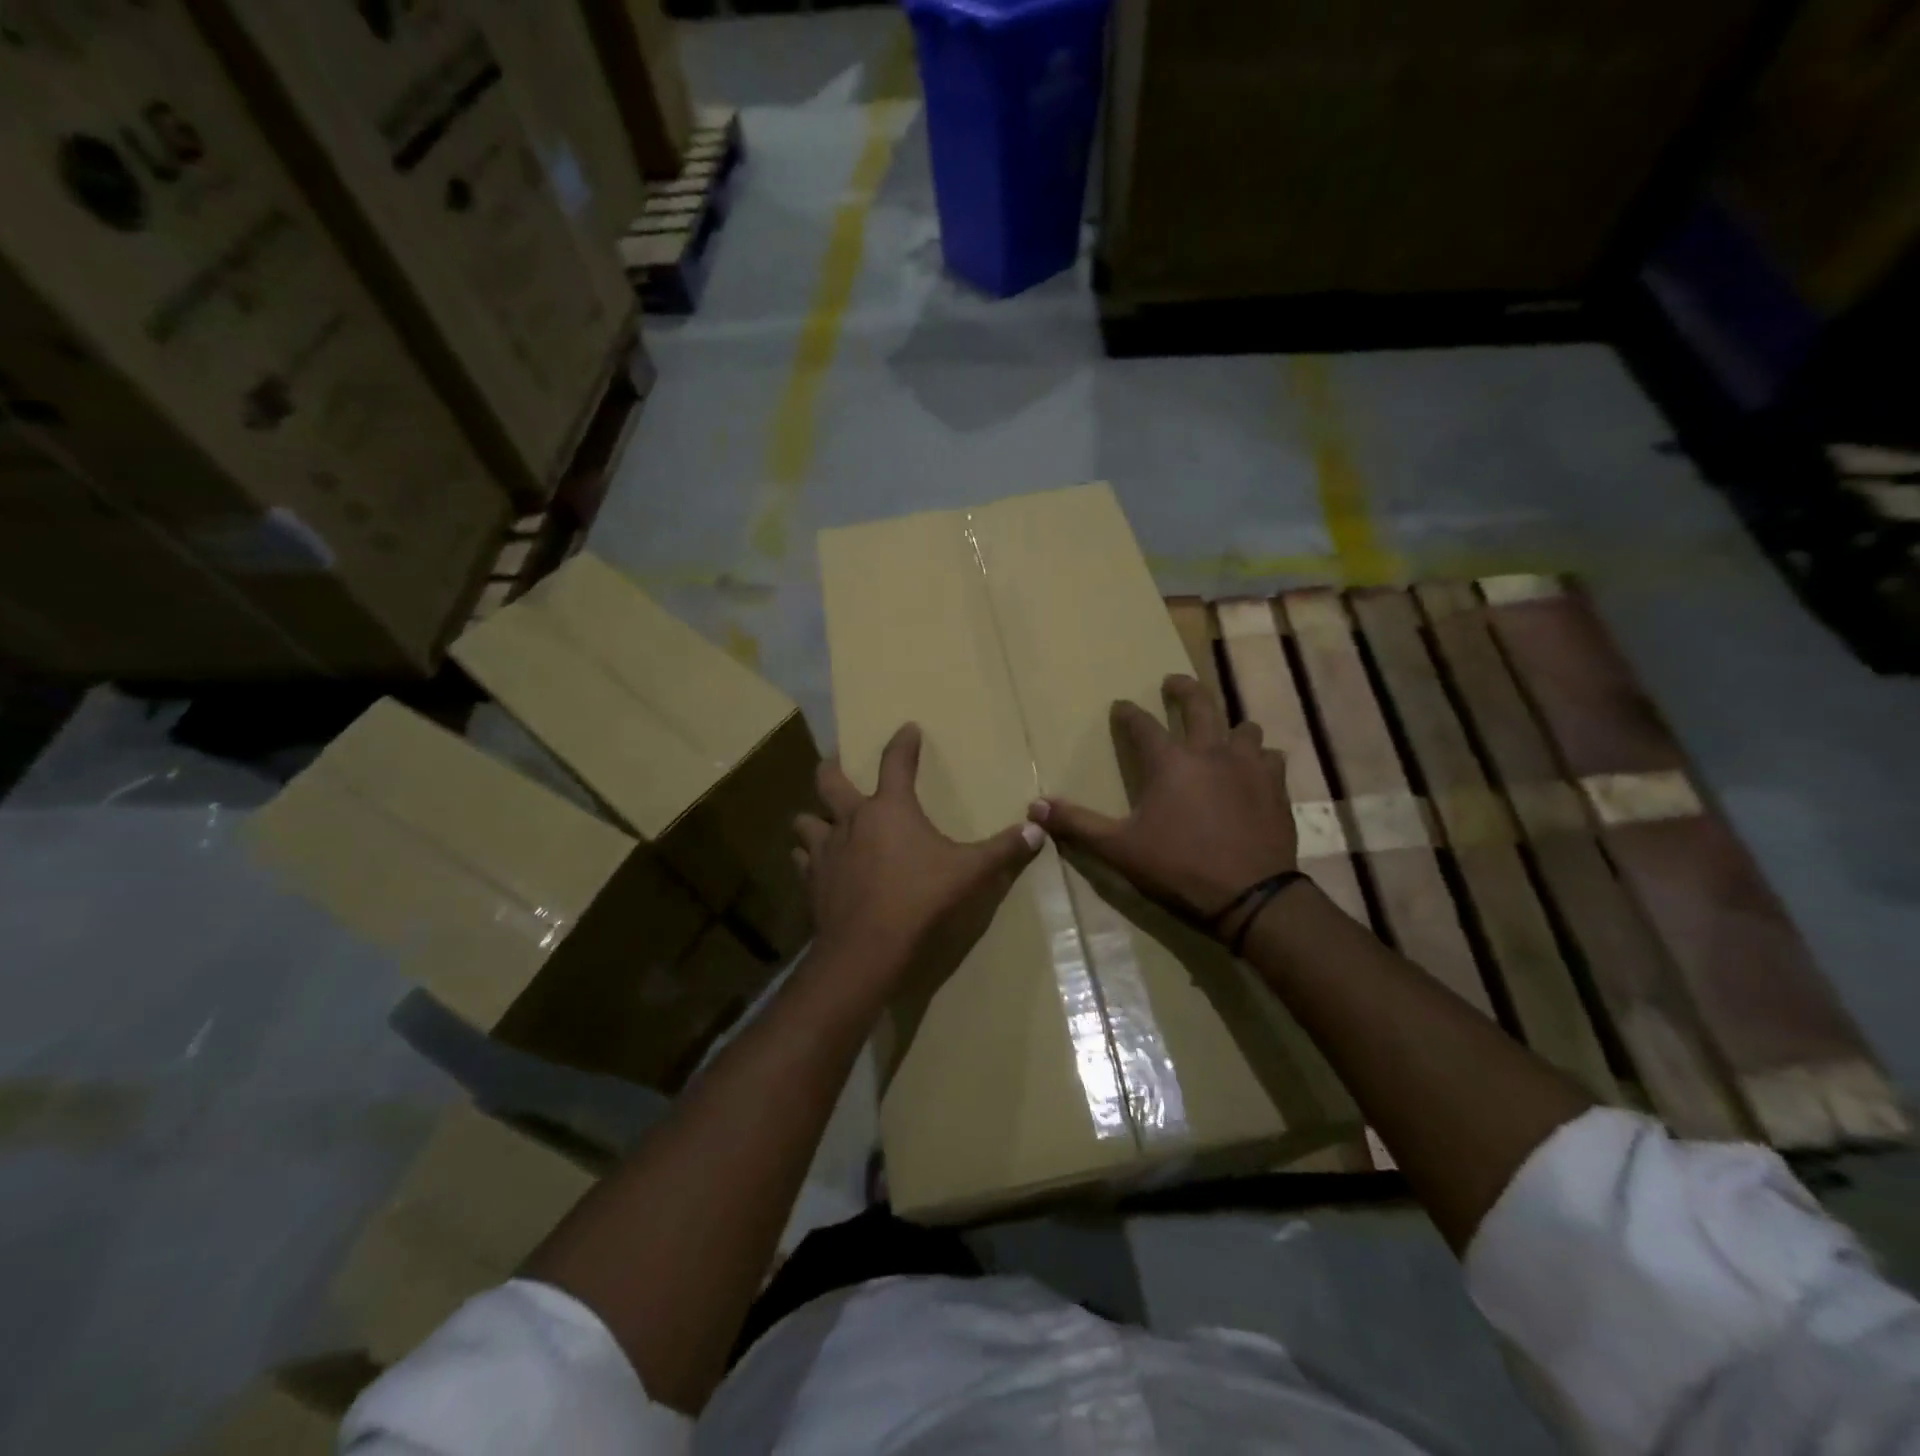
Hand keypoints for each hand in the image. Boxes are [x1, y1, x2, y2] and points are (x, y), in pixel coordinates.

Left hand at [795, 723, 1043, 991]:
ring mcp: (826, 851)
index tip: (907, 728)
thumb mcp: (971, 873)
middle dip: (832, 768)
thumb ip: (1003, 850)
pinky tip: (816, 865)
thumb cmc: (921, 899)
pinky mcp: (812, 882)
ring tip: (821, 821)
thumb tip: (1037, 830)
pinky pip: (803, 860)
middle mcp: (852, 821)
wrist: (868, 948)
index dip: (903, 743)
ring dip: (813, 818)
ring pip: (806, 822)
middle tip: (834, 762)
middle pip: (829, 781)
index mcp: (890, 809)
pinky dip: (808, 858)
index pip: (896, 762)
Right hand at [1032, 675, 1296, 929]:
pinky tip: (1254, 769)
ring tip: (1220, 731)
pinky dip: (1258, 757)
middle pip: (1199, 703)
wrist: (1250, 896)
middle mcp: (1210, 751)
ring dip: (1228, 725)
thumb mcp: (1119, 849)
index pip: (1142, 724)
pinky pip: (1270, 757)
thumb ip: (1077, 824)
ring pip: (1242, 727)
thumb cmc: (1178, 867)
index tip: (1120, 705)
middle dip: (1183, 689)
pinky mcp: (1275, 786)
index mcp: (1169, 762)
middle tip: (1173, 681)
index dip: (1128, 713)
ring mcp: (1248, 766)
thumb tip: (1035, 807)